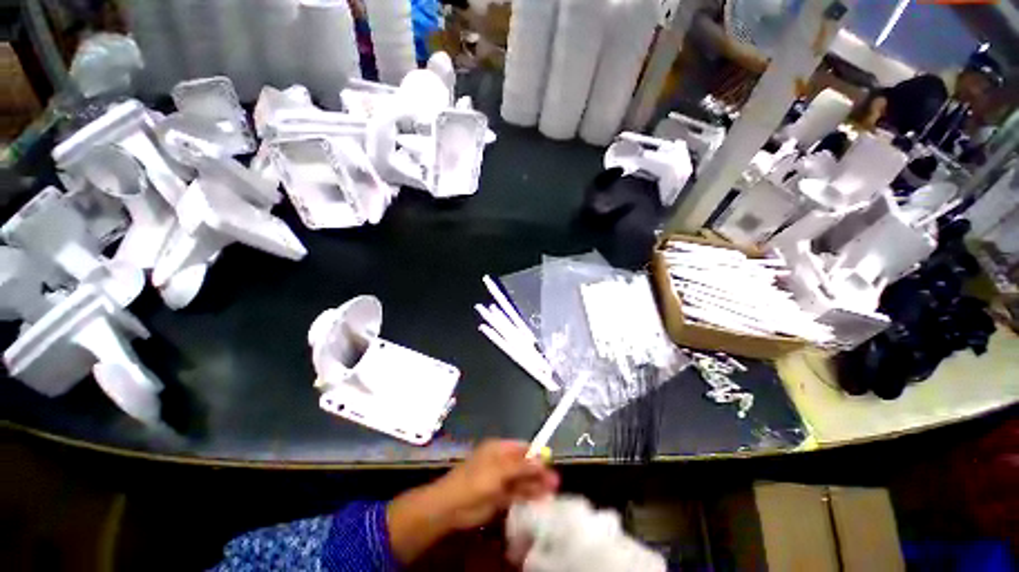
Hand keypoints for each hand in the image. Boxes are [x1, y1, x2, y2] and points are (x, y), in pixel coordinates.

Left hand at [387, 440, 558, 563]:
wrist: (452, 506)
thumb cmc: (476, 480)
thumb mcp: (500, 470)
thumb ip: (522, 466)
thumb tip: (542, 460)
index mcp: (499, 449)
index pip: (521, 447)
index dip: (536, 453)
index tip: (550, 461)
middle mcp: (501, 462)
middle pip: (523, 464)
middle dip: (539, 470)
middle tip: (556, 481)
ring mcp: (500, 480)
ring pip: (522, 480)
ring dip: (536, 484)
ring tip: (553, 489)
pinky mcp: (499, 497)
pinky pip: (517, 493)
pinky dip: (528, 495)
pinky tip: (541, 498)